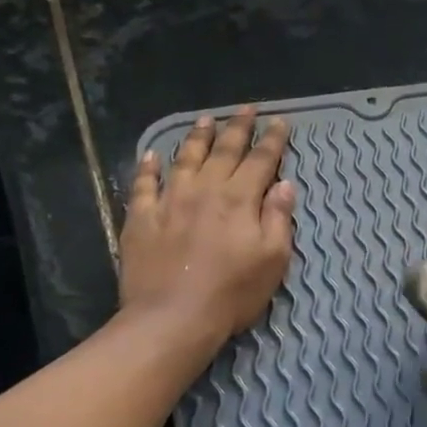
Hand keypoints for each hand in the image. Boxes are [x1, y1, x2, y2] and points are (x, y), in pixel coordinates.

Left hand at [119, 108, 296, 347]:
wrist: (172, 317)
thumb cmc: (232, 293)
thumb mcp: (273, 260)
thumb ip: (278, 218)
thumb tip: (285, 184)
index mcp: (239, 199)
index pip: (260, 161)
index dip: (273, 141)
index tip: (280, 122)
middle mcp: (204, 190)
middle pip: (224, 151)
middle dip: (238, 128)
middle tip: (246, 109)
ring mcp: (169, 201)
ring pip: (185, 159)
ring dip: (197, 137)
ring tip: (205, 120)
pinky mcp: (141, 218)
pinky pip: (144, 184)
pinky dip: (149, 166)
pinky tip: (152, 155)